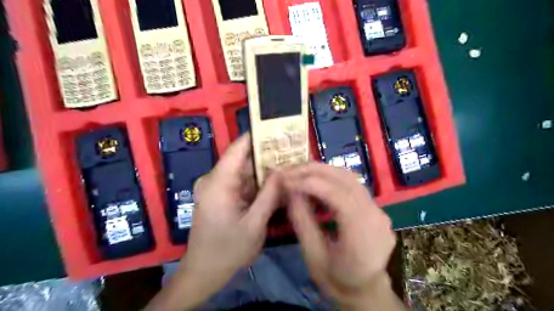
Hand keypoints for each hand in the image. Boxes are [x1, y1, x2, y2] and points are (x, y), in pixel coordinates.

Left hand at [145, 133, 282, 310]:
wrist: (203, 272)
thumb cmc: (228, 250)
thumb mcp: (255, 223)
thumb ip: (270, 194)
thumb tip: (284, 170)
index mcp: (219, 182)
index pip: (238, 149)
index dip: (257, 136)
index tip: (279, 130)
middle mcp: (214, 179)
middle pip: (243, 160)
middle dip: (267, 156)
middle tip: (292, 152)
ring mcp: (216, 188)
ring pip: (244, 172)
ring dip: (264, 171)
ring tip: (288, 167)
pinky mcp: (219, 196)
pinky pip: (241, 183)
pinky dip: (257, 184)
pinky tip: (275, 185)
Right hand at [285, 162, 403, 307]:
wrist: (365, 291)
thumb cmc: (337, 280)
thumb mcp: (313, 256)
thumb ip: (302, 221)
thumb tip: (290, 191)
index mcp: (363, 236)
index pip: (339, 196)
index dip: (310, 183)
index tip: (286, 180)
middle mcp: (376, 217)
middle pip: (346, 180)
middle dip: (314, 171)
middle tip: (289, 170)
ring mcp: (379, 210)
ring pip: (350, 178)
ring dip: (322, 171)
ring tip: (299, 172)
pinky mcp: (376, 208)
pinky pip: (352, 185)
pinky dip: (331, 178)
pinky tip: (315, 181)